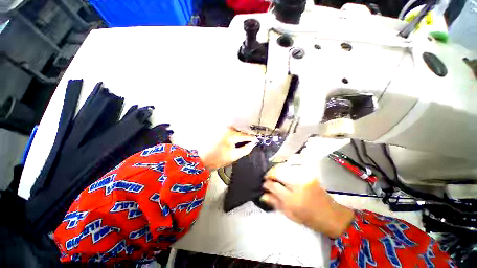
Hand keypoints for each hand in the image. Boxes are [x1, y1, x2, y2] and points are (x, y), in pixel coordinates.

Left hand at [199, 127, 257, 170]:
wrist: (202, 159)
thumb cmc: (217, 159)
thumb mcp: (234, 156)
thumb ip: (245, 149)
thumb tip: (253, 144)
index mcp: (231, 134)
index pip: (245, 135)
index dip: (252, 138)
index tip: (257, 140)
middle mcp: (226, 128)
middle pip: (241, 132)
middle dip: (246, 137)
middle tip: (250, 143)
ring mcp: (221, 129)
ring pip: (235, 131)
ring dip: (239, 136)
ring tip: (241, 143)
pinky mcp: (218, 131)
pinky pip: (230, 132)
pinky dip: (234, 136)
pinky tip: (234, 142)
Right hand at [261, 163, 354, 237]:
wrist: (331, 215)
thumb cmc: (309, 218)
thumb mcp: (290, 214)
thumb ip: (275, 203)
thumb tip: (263, 195)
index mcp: (292, 200)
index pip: (274, 186)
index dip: (267, 183)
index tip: (264, 183)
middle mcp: (298, 186)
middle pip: (278, 173)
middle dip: (271, 174)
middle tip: (268, 178)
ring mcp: (304, 178)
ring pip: (285, 169)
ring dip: (278, 171)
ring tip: (275, 176)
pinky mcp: (309, 175)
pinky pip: (293, 169)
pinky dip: (286, 170)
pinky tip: (285, 175)